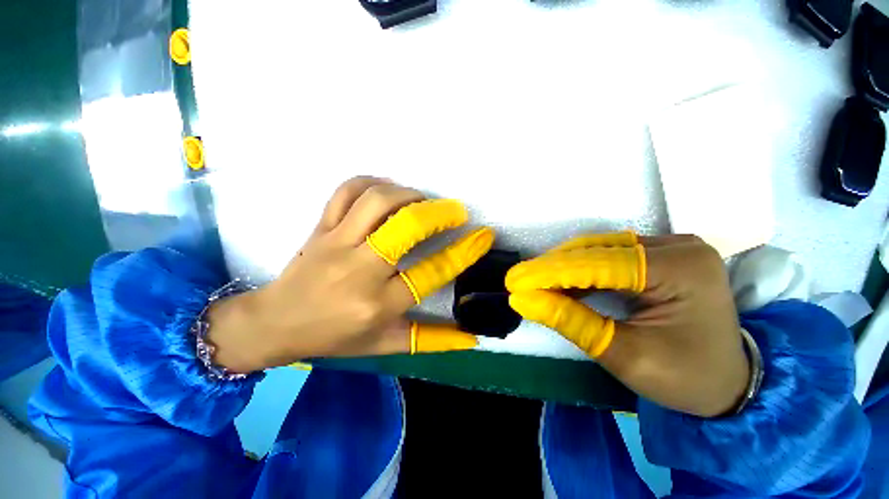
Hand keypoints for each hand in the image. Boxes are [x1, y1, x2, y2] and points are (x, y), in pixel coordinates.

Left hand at [208, 177, 493, 372]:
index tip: (483, 236)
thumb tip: (473, 338)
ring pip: (377, 201)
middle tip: (455, 211)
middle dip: (438, 213)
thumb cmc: (334, 337)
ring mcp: (337, 243)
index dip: (463, 253)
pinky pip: (346, 192)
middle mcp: (360, 270)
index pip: (430, 273)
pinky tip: (387, 191)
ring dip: (408, 195)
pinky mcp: (320, 227)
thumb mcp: (386, 344)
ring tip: (422, 202)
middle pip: (405, 227)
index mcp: (378, 304)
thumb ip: (431, 340)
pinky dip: (371, 183)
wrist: (275, 324)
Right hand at [506, 232, 748, 416]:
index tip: (514, 282)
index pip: (600, 264)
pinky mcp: (660, 254)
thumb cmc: (685, 378)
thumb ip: (571, 321)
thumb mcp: (625, 356)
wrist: (729, 383)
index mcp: (682, 270)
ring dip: (562, 267)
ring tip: (533, 283)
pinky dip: (579, 269)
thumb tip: (522, 300)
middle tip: (518, 282)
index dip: (551, 272)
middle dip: (552, 268)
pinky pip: (609, 255)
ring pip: (598, 249)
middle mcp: (678, 247)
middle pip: (597, 251)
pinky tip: (560, 283)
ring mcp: (671, 246)